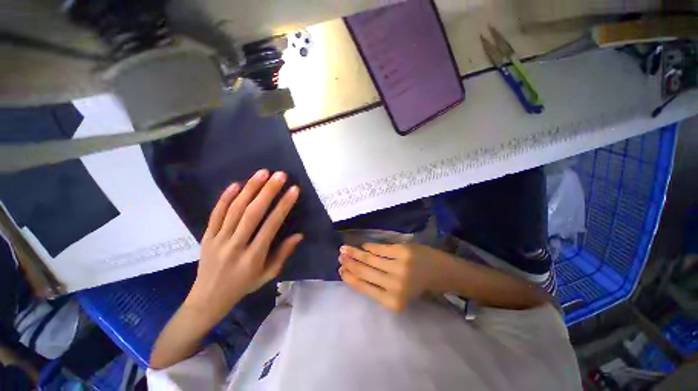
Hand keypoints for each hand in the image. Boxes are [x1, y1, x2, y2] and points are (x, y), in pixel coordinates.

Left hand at [185, 169, 302, 323]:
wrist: (208, 299)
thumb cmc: (244, 286)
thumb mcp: (268, 275)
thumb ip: (283, 253)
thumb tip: (299, 235)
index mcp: (254, 257)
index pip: (271, 225)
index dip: (284, 205)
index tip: (294, 190)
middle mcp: (236, 245)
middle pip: (252, 213)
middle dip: (268, 191)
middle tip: (280, 175)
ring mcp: (218, 240)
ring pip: (234, 209)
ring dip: (250, 189)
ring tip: (262, 173)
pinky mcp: (206, 236)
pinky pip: (215, 214)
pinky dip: (225, 198)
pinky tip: (236, 184)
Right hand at [338, 243, 454, 310]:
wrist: (439, 272)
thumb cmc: (416, 285)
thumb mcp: (397, 294)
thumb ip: (377, 287)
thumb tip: (354, 273)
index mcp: (392, 301)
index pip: (364, 287)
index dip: (350, 277)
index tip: (340, 270)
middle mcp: (395, 285)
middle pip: (365, 271)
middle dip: (349, 263)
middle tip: (340, 255)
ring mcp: (399, 267)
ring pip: (370, 259)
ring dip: (355, 253)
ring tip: (345, 248)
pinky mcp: (403, 252)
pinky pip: (380, 249)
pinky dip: (370, 247)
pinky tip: (363, 245)